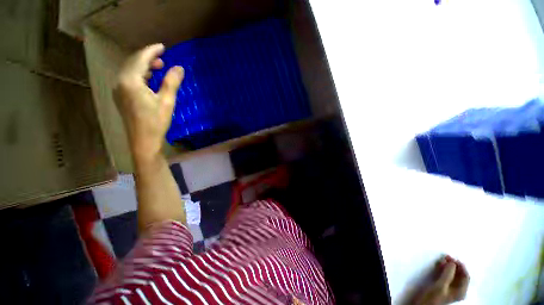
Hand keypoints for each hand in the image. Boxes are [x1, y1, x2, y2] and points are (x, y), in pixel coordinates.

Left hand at [113, 43, 183, 161]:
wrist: (143, 141)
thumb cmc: (156, 122)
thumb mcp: (167, 101)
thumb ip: (172, 82)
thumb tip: (179, 67)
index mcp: (130, 81)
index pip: (140, 59)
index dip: (151, 51)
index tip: (162, 46)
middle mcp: (120, 82)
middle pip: (132, 63)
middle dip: (147, 58)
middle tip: (162, 58)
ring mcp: (119, 91)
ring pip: (130, 71)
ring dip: (144, 67)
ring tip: (157, 67)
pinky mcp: (121, 98)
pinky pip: (129, 80)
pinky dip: (140, 76)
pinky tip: (149, 80)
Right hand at [414, 255, 469, 304]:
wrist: (422, 304)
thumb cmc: (433, 296)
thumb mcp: (440, 286)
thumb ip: (447, 274)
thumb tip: (452, 262)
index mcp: (461, 291)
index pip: (465, 276)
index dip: (461, 266)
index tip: (453, 258)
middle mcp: (457, 289)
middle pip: (459, 275)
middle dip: (454, 265)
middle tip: (447, 257)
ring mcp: (450, 288)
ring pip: (452, 274)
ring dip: (448, 266)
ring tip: (442, 259)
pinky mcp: (442, 286)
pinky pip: (446, 275)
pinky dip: (444, 269)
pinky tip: (439, 265)